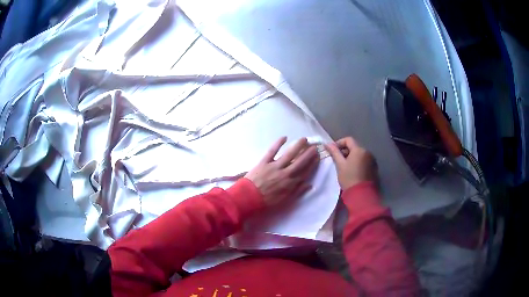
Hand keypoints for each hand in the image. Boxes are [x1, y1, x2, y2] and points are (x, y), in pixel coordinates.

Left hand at [245, 137, 319, 205]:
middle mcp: (285, 173)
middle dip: (308, 153)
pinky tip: (284, 137)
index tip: (318, 157)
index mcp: (291, 183)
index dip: (312, 164)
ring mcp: (275, 166)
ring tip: (304, 139)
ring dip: (297, 146)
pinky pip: (272, 151)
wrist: (248, 198)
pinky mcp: (264, 161)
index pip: (305, 172)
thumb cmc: (267, 201)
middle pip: (300, 161)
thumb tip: (309, 184)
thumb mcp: (285, 200)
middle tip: (314, 146)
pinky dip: (278, 143)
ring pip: (289, 154)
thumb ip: (297, 191)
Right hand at [325, 137, 376, 189]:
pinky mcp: (374, 168)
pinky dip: (358, 162)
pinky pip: (364, 161)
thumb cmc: (349, 178)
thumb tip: (328, 144)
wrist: (361, 194)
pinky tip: (353, 171)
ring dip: (352, 157)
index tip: (333, 151)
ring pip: (359, 154)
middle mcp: (367, 152)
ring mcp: (372, 160)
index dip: (339, 143)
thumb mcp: (340, 165)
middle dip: (345, 151)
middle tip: (337, 160)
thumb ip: (334, 152)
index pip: (348, 140)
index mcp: (359, 149)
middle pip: (355, 147)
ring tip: (345, 166)